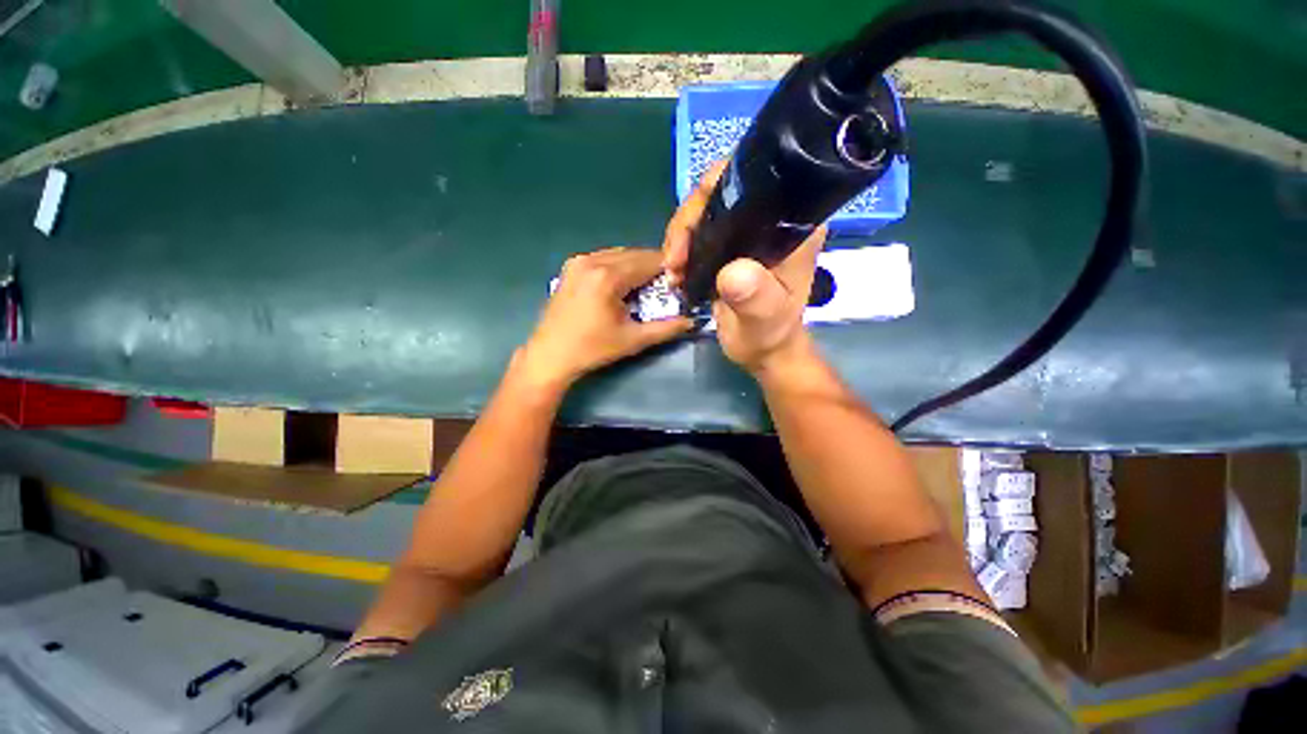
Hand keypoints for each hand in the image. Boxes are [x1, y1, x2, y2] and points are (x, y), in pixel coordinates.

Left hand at [517, 248, 692, 389]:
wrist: (551, 355)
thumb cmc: (593, 349)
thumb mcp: (633, 340)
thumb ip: (666, 328)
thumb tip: (692, 321)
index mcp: (608, 276)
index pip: (649, 261)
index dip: (668, 270)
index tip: (679, 283)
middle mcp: (592, 260)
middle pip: (635, 254)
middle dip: (652, 268)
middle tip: (664, 288)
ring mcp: (578, 261)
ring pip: (619, 254)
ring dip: (636, 266)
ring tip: (644, 289)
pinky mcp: (571, 266)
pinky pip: (604, 258)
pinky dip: (618, 266)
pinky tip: (622, 286)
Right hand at [661, 162, 826, 375]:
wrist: (762, 350)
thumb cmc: (770, 335)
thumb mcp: (764, 320)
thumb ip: (755, 297)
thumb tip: (733, 272)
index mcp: (791, 225)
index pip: (754, 179)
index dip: (716, 188)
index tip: (692, 225)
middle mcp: (771, 219)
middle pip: (720, 191)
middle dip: (689, 219)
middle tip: (675, 258)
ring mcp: (748, 232)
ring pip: (705, 210)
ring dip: (681, 237)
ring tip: (673, 270)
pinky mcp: (731, 246)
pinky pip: (700, 231)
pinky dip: (682, 247)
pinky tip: (676, 270)